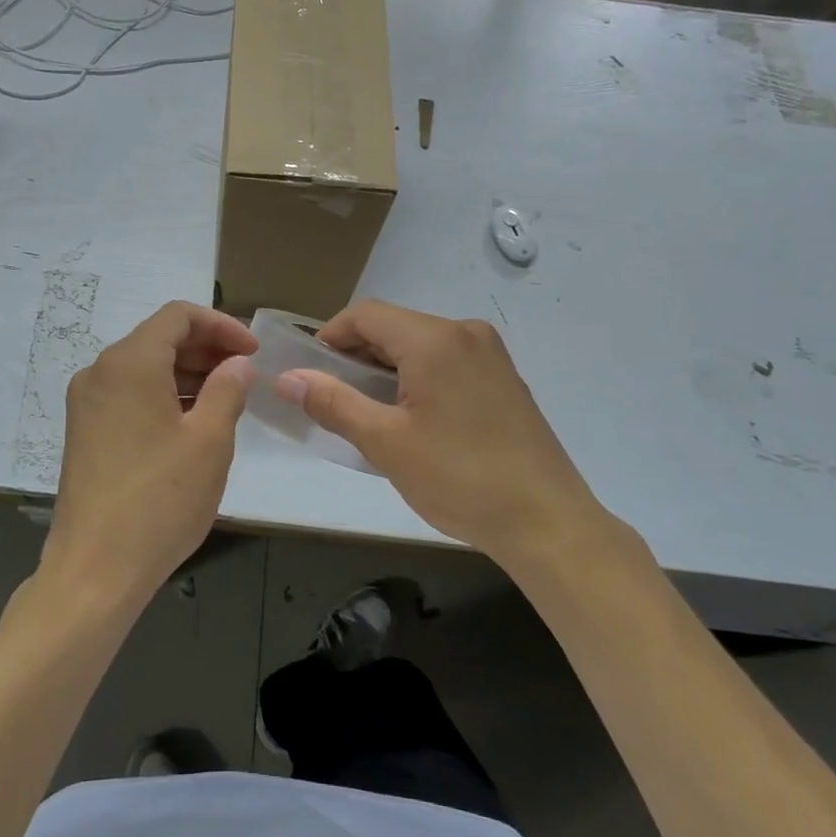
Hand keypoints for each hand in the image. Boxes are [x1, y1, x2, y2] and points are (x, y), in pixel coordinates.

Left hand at [43, 301, 256, 609]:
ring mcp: (86, 403)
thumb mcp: (209, 441)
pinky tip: (192, 423)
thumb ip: (228, 390)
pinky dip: (163, 396)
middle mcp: (100, 372)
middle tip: (246, 375)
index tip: (253, 352)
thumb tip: (238, 364)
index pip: (178, 316)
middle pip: (159, 338)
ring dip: (187, 374)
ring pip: (144, 368)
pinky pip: (129, 395)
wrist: (95, 570)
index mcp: (129, 362)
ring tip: (226, 400)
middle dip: (206, 349)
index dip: (222, 326)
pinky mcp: (84, 432)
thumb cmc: (160, 500)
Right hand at [275, 300, 600, 560]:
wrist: (547, 522)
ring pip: (420, 344)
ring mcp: (490, 354)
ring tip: (368, 412)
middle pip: (394, 326)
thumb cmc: (460, 478)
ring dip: (386, 368)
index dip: (330, 336)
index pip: (365, 314)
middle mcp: (465, 332)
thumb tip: (288, 378)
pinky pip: (446, 361)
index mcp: (435, 339)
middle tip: (333, 398)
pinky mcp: (504, 378)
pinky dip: (417, 377)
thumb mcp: (386, 443)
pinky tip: (411, 417)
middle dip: (356, 355)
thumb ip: (333, 403)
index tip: (310, 372)